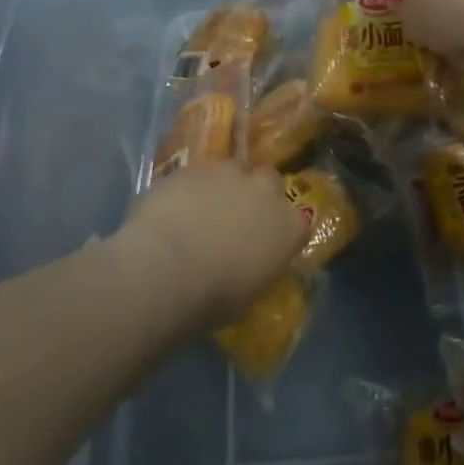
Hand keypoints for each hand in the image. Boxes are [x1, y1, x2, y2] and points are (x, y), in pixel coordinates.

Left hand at [117, 162, 302, 327]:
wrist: (165, 269)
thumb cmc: (213, 297)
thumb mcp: (247, 297)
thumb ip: (255, 271)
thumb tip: (247, 268)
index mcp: (288, 228)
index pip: (298, 224)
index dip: (280, 232)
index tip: (266, 244)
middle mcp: (265, 191)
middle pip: (269, 181)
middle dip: (256, 194)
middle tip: (236, 217)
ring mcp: (228, 173)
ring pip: (232, 170)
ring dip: (223, 186)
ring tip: (201, 210)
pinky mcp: (193, 166)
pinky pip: (197, 175)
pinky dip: (190, 188)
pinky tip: (173, 209)